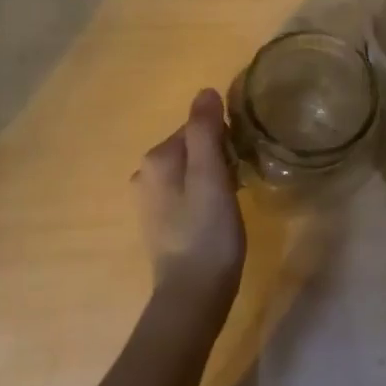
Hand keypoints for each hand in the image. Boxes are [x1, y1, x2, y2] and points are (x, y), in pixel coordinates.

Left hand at [133, 89, 245, 315]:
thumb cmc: (208, 231)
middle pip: (193, 146)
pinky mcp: (159, 221)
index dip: (224, 140)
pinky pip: (186, 191)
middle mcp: (145, 174)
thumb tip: (205, 91)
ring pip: (191, 169)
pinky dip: (204, 194)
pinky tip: (217, 215)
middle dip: (218, 157)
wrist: (194, 294)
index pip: (197, 127)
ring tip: (232, 200)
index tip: (241, 161)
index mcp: (157, 158)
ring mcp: (149, 200)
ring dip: (214, 176)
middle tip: (239, 181)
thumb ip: (206, 131)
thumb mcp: (212, 175)